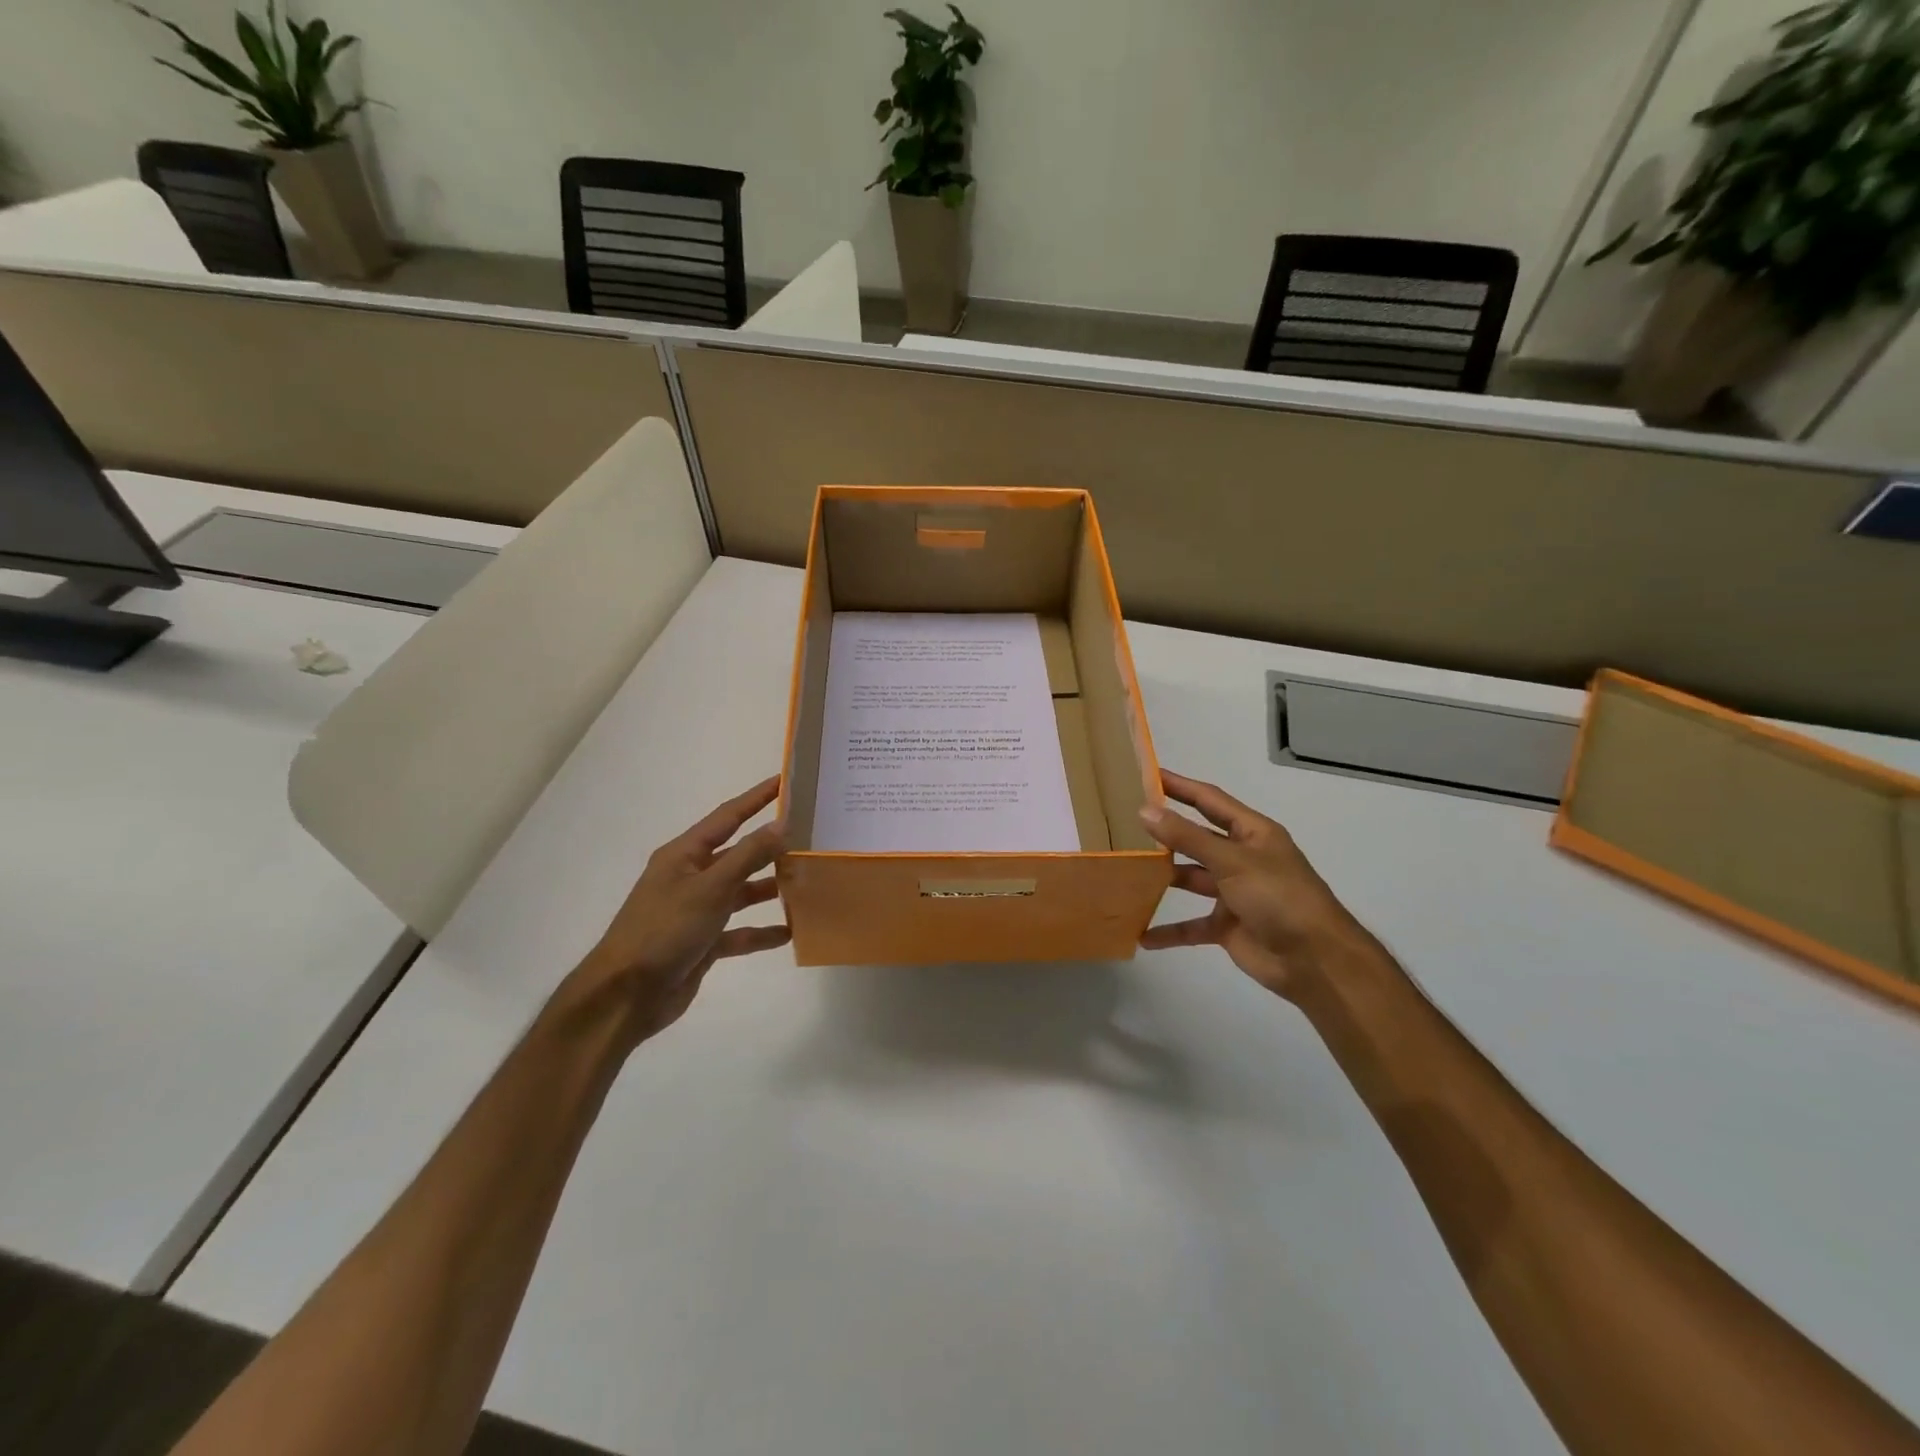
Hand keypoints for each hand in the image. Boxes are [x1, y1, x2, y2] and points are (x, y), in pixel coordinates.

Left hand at [571, 776, 790, 1043]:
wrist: (626, 996)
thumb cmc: (664, 930)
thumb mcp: (710, 888)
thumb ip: (747, 856)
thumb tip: (781, 826)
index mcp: (684, 855)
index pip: (727, 817)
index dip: (756, 798)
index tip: (785, 781)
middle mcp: (690, 878)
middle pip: (738, 854)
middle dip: (770, 847)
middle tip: (809, 837)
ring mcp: (696, 911)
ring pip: (741, 892)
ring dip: (769, 889)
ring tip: (806, 883)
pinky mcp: (703, 943)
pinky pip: (739, 931)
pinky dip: (761, 932)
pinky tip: (789, 932)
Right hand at [1138, 770, 1370, 999]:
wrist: (1315, 960)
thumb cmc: (1279, 897)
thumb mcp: (1232, 860)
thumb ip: (1187, 837)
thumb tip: (1145, 811)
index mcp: (1252, 833)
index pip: (1209, 801)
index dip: (1180, 786)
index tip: (1147, 775)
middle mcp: (1242, 858)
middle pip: (1196, 838)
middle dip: (1166, 831)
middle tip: (1125, 821)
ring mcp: (1234, 893)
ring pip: (1191, 879)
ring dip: (1163, 878)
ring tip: (1125, 870)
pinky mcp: (1228, 926)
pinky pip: (1192, 925)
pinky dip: (1170, 930)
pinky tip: (1142, 934)